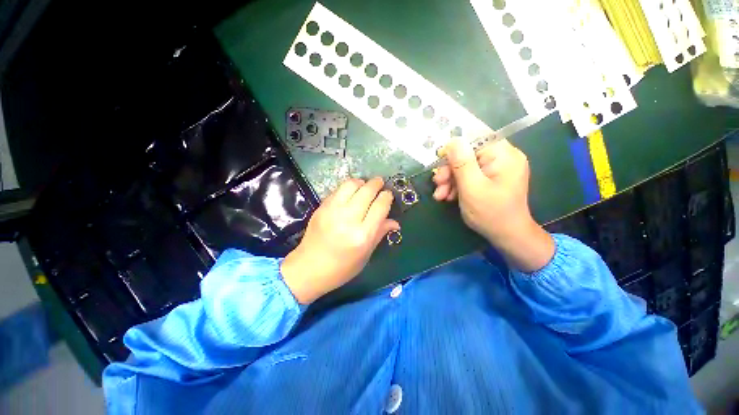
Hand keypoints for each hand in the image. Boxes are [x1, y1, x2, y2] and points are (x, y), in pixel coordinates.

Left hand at [281, 177, 399, 303]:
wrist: (308, 269)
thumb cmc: (342, 268)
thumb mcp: (366, 255)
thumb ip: (380, 234)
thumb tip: (395, 222)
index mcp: (362, 236)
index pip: (380, 207)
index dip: (387, 197)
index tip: (389, 194)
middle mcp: (348, 220)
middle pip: (366, 191)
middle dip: (376, 184)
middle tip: (380, 183)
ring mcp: (332, 211)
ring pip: (351, 185)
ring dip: (361, 182)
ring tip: (365, 186)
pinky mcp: (321, 208)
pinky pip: (338, 190)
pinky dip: (348, 187)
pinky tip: (351, 193)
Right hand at [432, 138, 553, 271]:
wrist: (507, 236)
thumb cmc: (491, 213)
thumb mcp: (472, 188)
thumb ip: (462, 163)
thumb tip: (453, 140)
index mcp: (504, 155)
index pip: (477, 138)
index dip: (455, 146)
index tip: (439, 160)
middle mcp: (502, 158)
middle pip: (469, 154)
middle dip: (450, 169)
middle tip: (437, 183)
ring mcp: (497, 169)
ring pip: (466, 166)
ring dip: (450, 180)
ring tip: (440, 195)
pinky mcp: (490, 179)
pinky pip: (470, 176)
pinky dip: (457, 185)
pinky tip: (448, 196)